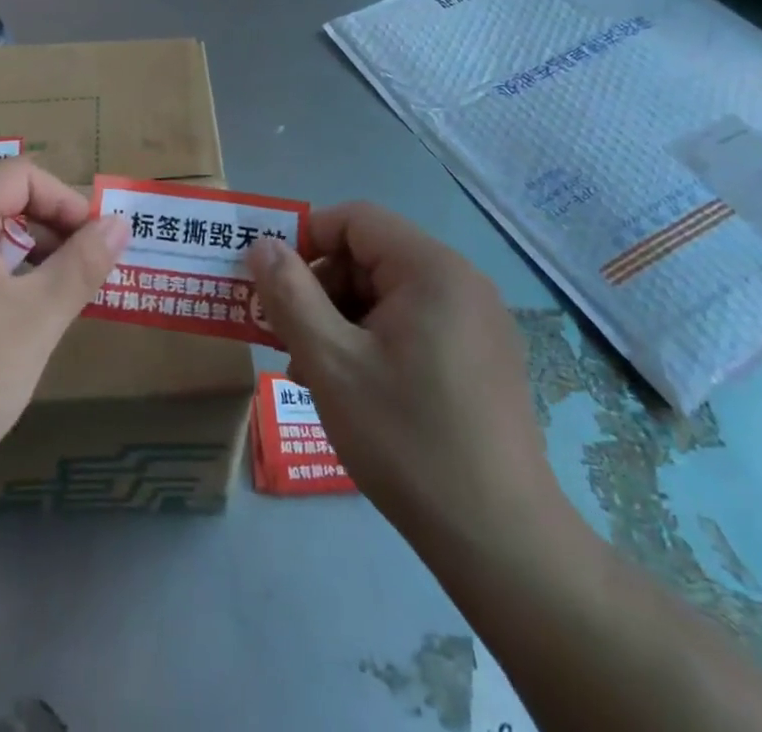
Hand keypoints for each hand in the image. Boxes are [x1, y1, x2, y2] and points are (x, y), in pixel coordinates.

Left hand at [0, 159, 129, 489]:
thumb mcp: (38, 317)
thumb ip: (83, 263)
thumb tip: (120, 222)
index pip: (20, 176)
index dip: (66, 203)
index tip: (95, 246)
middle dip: (47, 229)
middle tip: (80, 276)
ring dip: (22, 253)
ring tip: (51, 299)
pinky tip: (8, 319)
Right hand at [247, 202, 561, 560]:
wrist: (500, 542)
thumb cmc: (407, 438)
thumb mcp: (331, 362)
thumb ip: (290, 294)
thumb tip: (261, 244)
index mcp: (431, 270)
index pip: (355, 220)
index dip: (305, 239)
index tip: (271, 283)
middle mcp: (461, 283)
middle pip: (370, 257)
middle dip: (320, 289)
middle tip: (285, 336)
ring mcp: (477, 322)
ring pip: (387, 295)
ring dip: (340, 320)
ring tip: (311, 370)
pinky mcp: (482, 358)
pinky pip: (413, 325)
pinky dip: (373, 341)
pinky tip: (352, 388)